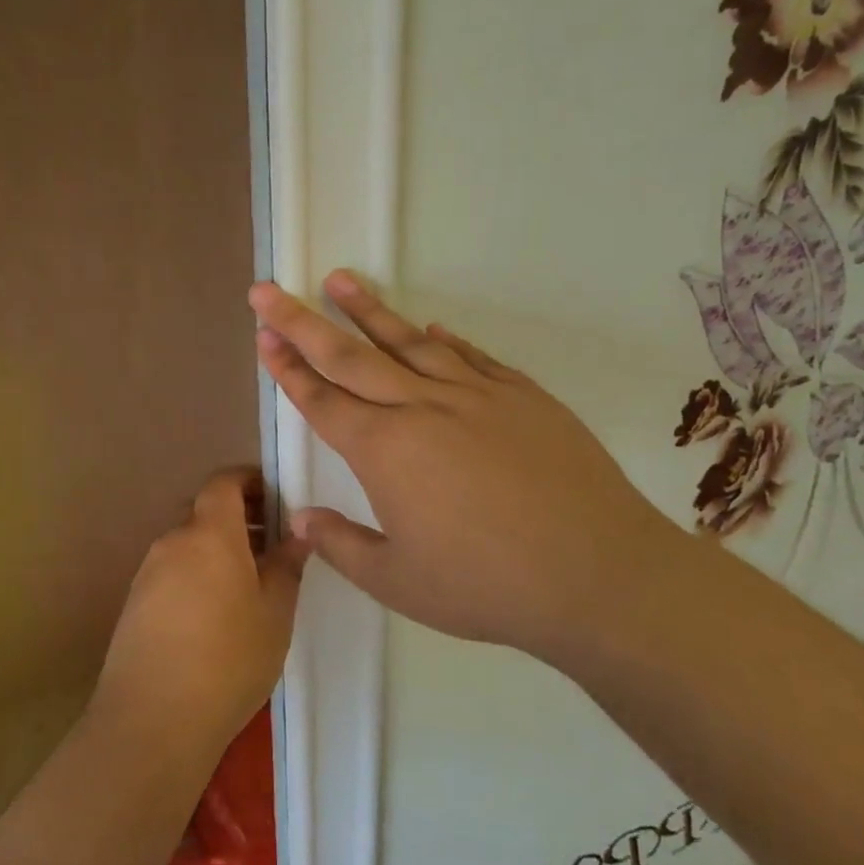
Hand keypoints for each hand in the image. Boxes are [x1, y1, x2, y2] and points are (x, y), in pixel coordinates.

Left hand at [93, 468, 308, 756]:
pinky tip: (214, 614)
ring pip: (188, 543)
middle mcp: (173, 540)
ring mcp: (148, 571)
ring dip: (217, 549)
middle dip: (238, 518)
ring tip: (248, 585)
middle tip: (271, 546)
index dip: (250, 480)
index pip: (224, 481)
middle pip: (205, 512)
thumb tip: (299, 532)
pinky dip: (196, 574)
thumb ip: (287, 564)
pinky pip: (172, 571)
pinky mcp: (134, 602)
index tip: (276, 498)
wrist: (153, 718)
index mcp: (210, 532)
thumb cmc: (229, 657)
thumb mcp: (275, 612)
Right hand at [250, 273, 684, 656]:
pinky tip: (429, 327)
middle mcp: (420, 409)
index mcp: (383, 451)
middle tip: (268, 290)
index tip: (263, 334)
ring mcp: (474, 395)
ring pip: (407, 341)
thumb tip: (301, 518)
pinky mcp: (521, 395)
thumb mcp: (399, 582)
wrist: (600, 573)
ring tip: (339, 279)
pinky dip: (443, 339)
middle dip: (301, 321)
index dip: (287, 367)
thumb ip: (342, 545)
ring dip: (368, 309)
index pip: (321, 399)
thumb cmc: (487, 585)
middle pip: (348, 356)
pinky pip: (470, 356)